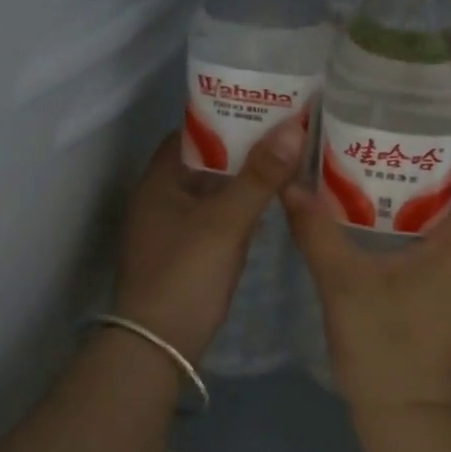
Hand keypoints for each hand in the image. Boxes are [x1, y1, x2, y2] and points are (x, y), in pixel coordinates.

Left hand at [114, 119, 305, 362]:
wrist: (158, 348)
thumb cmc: (185, 275)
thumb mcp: (225, 223)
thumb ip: (259, 177)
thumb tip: (292, 128)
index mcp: (160, 180)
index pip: (193, 131)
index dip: (226, 115)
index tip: (266, 104)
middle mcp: (163, 197)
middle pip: (207, 159)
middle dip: (244, 146)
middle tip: (288, 130)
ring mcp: (175, 227)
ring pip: (215, 190)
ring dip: (246, 178)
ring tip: (289, 159)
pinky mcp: (189, 252)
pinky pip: (219, 217)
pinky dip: (242, 207)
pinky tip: (274, 204)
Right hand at [283, 154, 450, 418]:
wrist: (410, 418)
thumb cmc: (382, 344)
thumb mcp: (342, 281)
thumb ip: (316, 229)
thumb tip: (289, 185)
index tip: (418, 139)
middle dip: (444, 178)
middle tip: (399, 161)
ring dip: (444, 209)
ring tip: (396, 191)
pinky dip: (444, 238)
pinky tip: (401, 240)